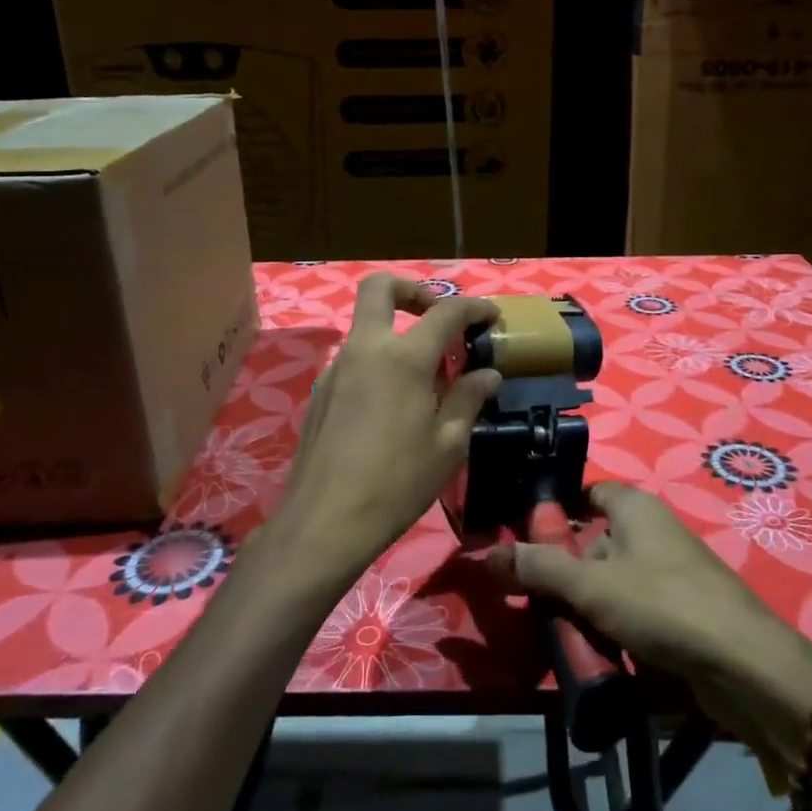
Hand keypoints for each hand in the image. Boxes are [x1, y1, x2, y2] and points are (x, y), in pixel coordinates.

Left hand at [274, 273, 500, 584]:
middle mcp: (365, 349)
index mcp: (403, 358)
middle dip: (412, 290)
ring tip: (425, 377)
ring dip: (396, 333)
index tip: (491, 317)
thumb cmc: (398, 483)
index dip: (474, 308)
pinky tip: (393, 405)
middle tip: (437, 316)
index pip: (445, 312)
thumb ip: (467, 399)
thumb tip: (487, 374)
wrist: (325, 522)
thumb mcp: (448, 445)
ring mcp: (336, 369)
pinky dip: (379, 362)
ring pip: (365, 326)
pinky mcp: (320, 392)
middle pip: (380, 288)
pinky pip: (354, 359)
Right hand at [486, 483, 811, 731]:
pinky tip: (601, 653)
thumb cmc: (663, 605)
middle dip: (567, 572)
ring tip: (564, 634)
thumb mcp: (590, 586)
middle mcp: (655, 531)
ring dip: (588, 607)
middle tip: (536, 599)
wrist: (746, 667)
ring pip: (613, 582)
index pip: (588, 494)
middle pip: (596, 543)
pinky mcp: (684, 611)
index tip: (527, 541)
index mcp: (635, 508)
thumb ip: (538, 568)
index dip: (558, 512)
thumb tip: (486, 554)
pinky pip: (636, 610)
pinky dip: (615, 627)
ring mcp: (672, 573)